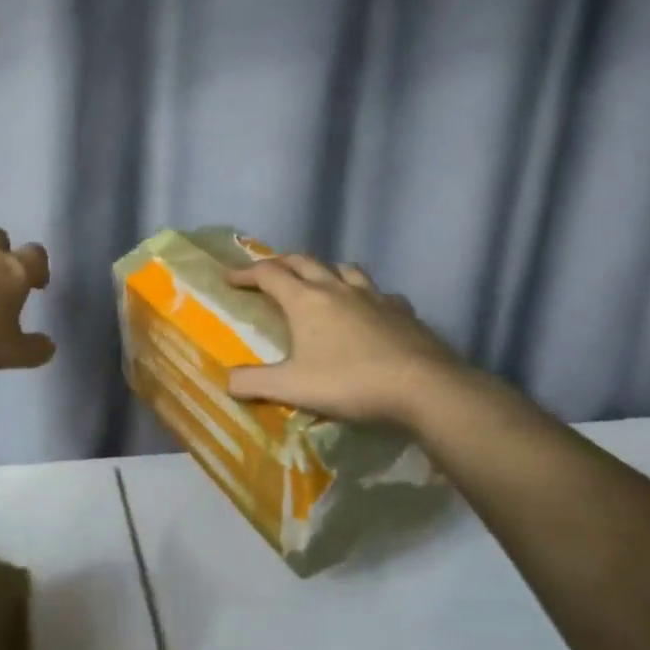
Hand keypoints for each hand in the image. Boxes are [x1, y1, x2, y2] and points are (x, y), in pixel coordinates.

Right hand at [224, 254, 465, 427]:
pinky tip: (369, 307)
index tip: (228, 278)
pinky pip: (379, 292)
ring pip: (343, 268)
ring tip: (318, 281)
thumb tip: (225, 382)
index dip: (245, 273)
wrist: (423, 387)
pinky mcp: (401, 310)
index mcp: (305, 300)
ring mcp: (373, 296)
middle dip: (280, 263)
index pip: (268, 274)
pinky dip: (366, 294)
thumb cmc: (350, 382)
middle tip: (268, 272)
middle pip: (303, 261)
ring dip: (324, 270)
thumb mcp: (293, 388)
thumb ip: (254, 384)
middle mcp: (336, 288)